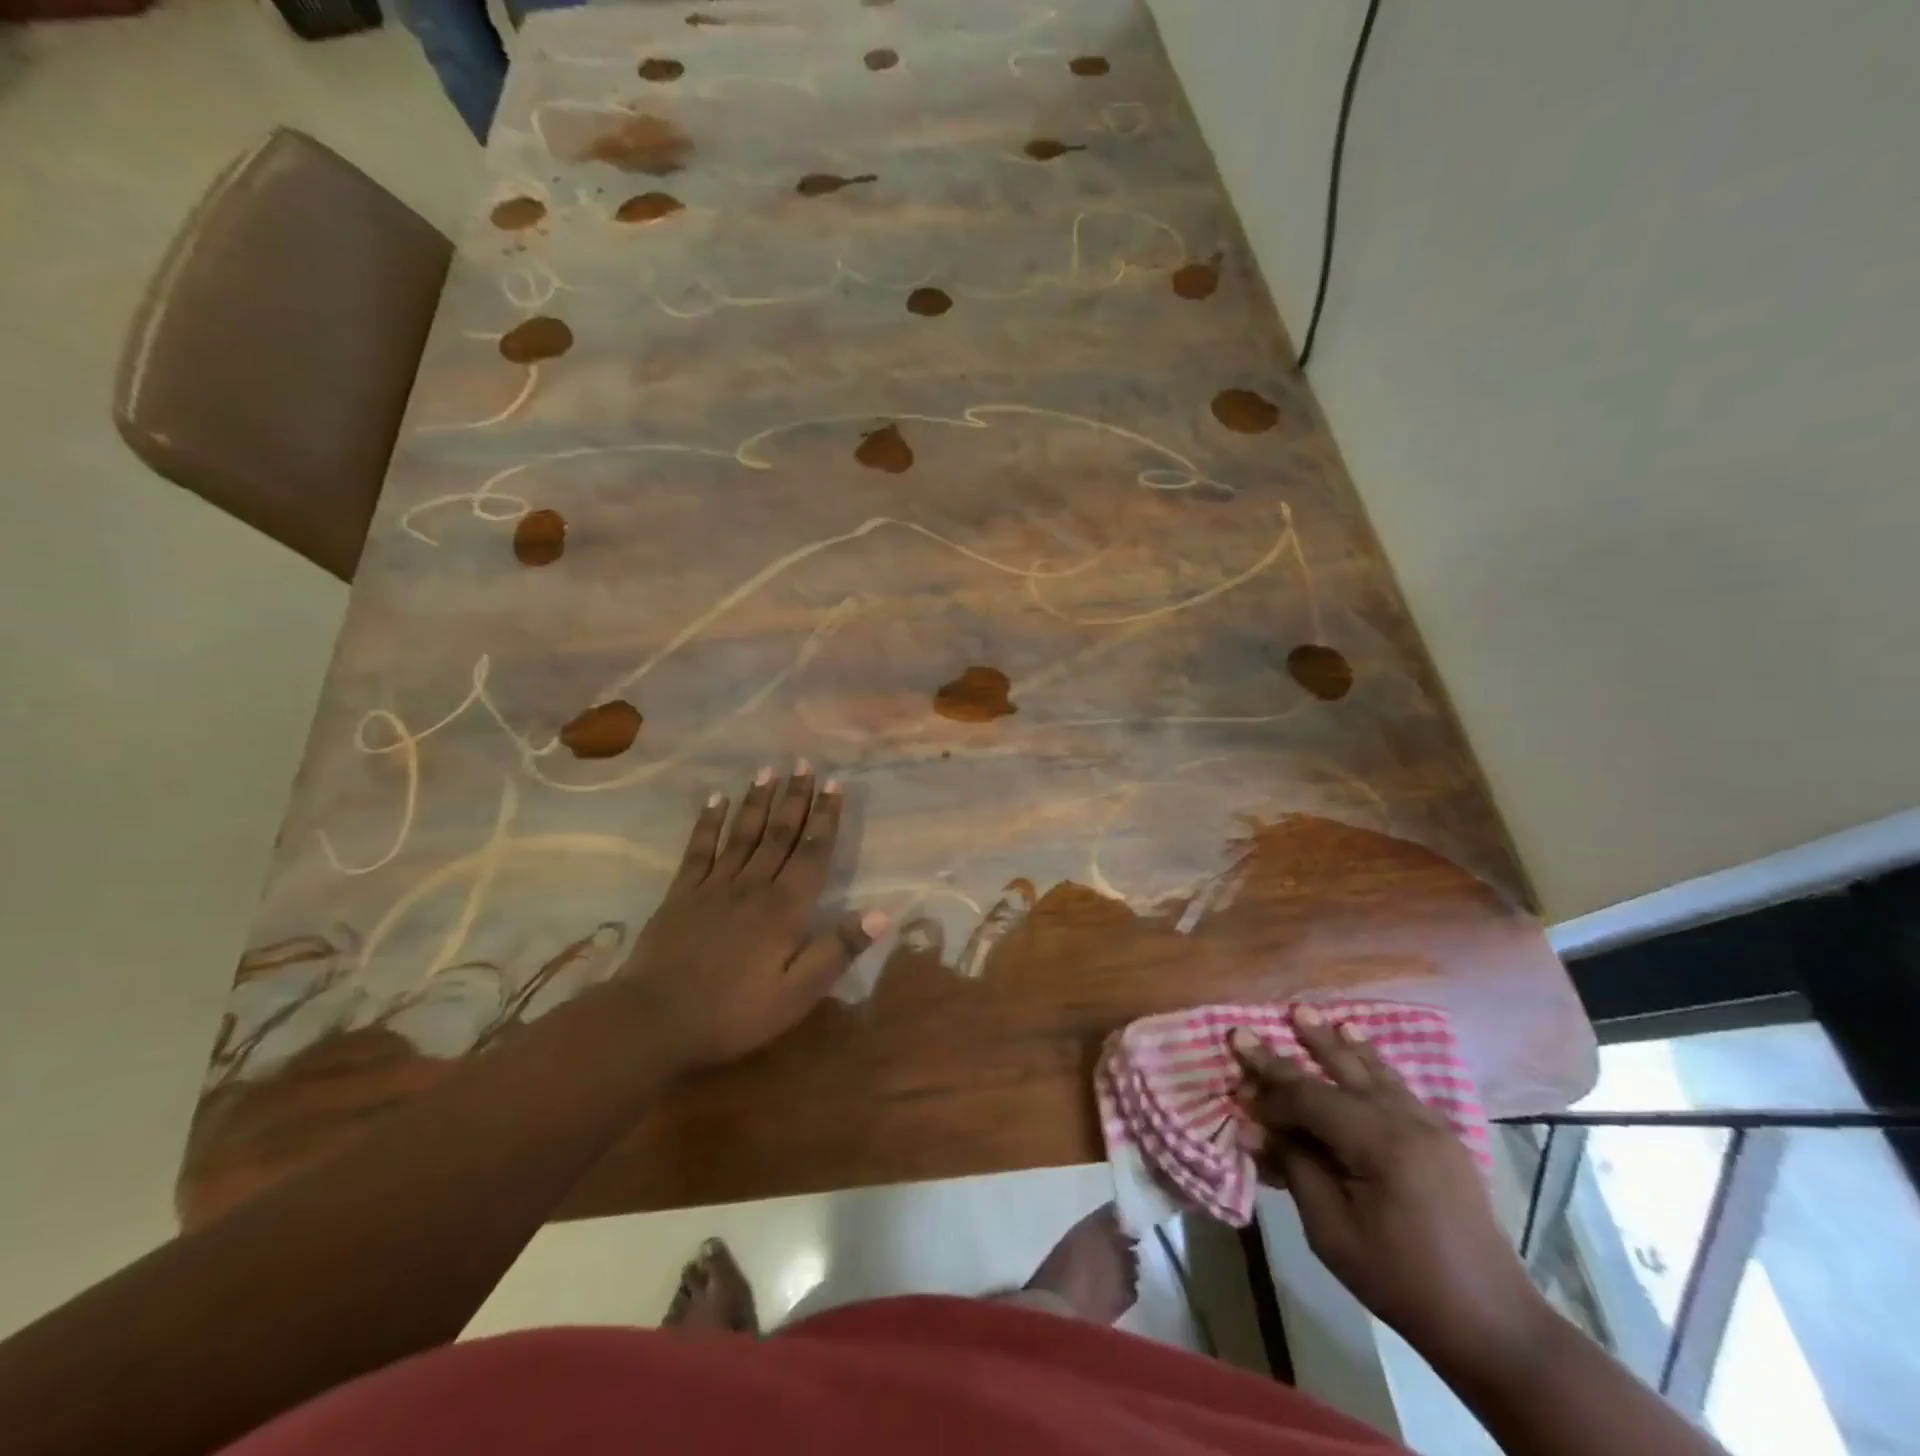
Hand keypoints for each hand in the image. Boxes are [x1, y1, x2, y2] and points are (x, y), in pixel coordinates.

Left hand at [618, 764, 886, 1069]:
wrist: (654, 1020)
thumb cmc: (734, 1012)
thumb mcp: (798, 993)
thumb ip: (837, 949)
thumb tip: (882, 911)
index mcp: (785, 908)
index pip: (812, 852)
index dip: (826, 817)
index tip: (835, 784)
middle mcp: (753, 885)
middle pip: (780, 833)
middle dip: (795, 797)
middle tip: (804, 763)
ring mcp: (714, 886)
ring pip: (743, 833)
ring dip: (758, 801)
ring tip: (768, 770)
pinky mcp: (681, 893)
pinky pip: (699, 848)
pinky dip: (709, 822)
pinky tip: (715, 799)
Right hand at [1231, 1009, 1552, 1381]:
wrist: (1493, 1324)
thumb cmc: (1401, 1281)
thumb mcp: (1332, 1231)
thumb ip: (1294, 1168)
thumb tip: (1257, 1128)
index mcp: (1380, 1143)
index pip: (1310, 1098)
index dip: (1270, 1090)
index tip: (1237, 1082)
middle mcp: (1407, 1120)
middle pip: (1341, 1070)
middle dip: (1297, 1045)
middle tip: (1260, 1023)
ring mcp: (1430, 1125)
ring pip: (1372, 1069)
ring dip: (1335, 1042)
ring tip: (1306, 1014)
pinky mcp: (1442, 1137)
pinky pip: (1397, 1085)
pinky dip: (1371, 1061)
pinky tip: (1358, 1043)